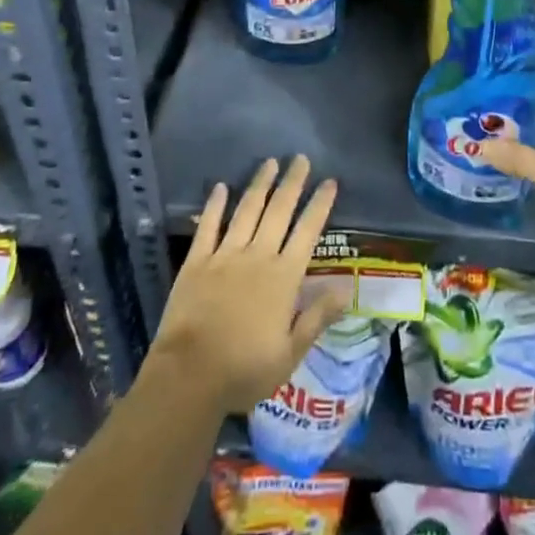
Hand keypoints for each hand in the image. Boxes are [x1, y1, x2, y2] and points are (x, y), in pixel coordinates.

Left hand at [148, 156, 344, 413]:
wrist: (189, 376)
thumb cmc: (244, 370)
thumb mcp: (290, 354)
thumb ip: (317, 317)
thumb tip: (346, 289)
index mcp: (283, 277)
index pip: (308, 232)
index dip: (320, 205)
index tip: (330, 181)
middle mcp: (257, 256)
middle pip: (278, 211)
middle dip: (292, 183)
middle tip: (301, 158)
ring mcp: (225, 255)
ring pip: (247, 210)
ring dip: (260, 184)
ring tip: (270, 162)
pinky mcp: (196, 262)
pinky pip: (208, 226)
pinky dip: (215, 205)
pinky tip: (221, 187)